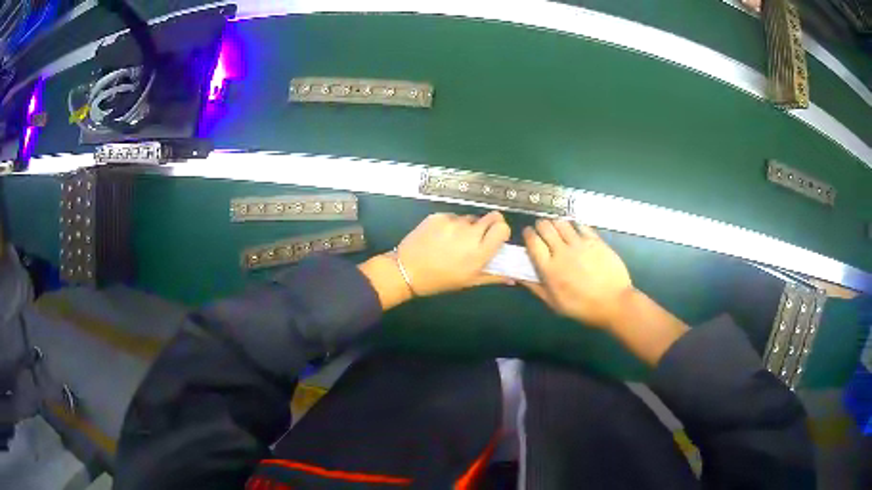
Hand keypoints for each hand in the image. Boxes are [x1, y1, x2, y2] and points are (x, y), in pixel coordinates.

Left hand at [396, 211, 512, 295]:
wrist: (407, 270)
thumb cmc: (440, 280)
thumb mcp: (469, 281)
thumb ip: (493, 277)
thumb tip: (513, 277)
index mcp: (479, 252)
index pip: (503, 228)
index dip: (501, 230)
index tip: (495, 237)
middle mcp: (469, 234)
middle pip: (492, 216)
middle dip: (489, 224)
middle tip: (478, 236)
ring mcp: (453, 223)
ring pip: (470, 218)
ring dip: (467, 227)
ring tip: (453, 241)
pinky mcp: (439, 216)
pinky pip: (453, 216)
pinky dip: (451, 224)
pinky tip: (440, 237)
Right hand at [522, 220, 633, 329]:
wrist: (613, 302)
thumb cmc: (582, 307)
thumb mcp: (555, 303)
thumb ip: (536, 287)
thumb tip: (519, 276)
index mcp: (549, 269)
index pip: (533, 242)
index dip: (528, 234)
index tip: (528, 233)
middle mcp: (562, 252)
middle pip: (545, 227)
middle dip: (540, 225)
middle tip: (542, 229)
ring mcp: (580, 244)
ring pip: (562, 223)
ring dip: (556, 223)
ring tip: (558, 228)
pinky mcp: (595, 240)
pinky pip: (580, 225)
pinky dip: (574, 225)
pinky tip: (575, 229)